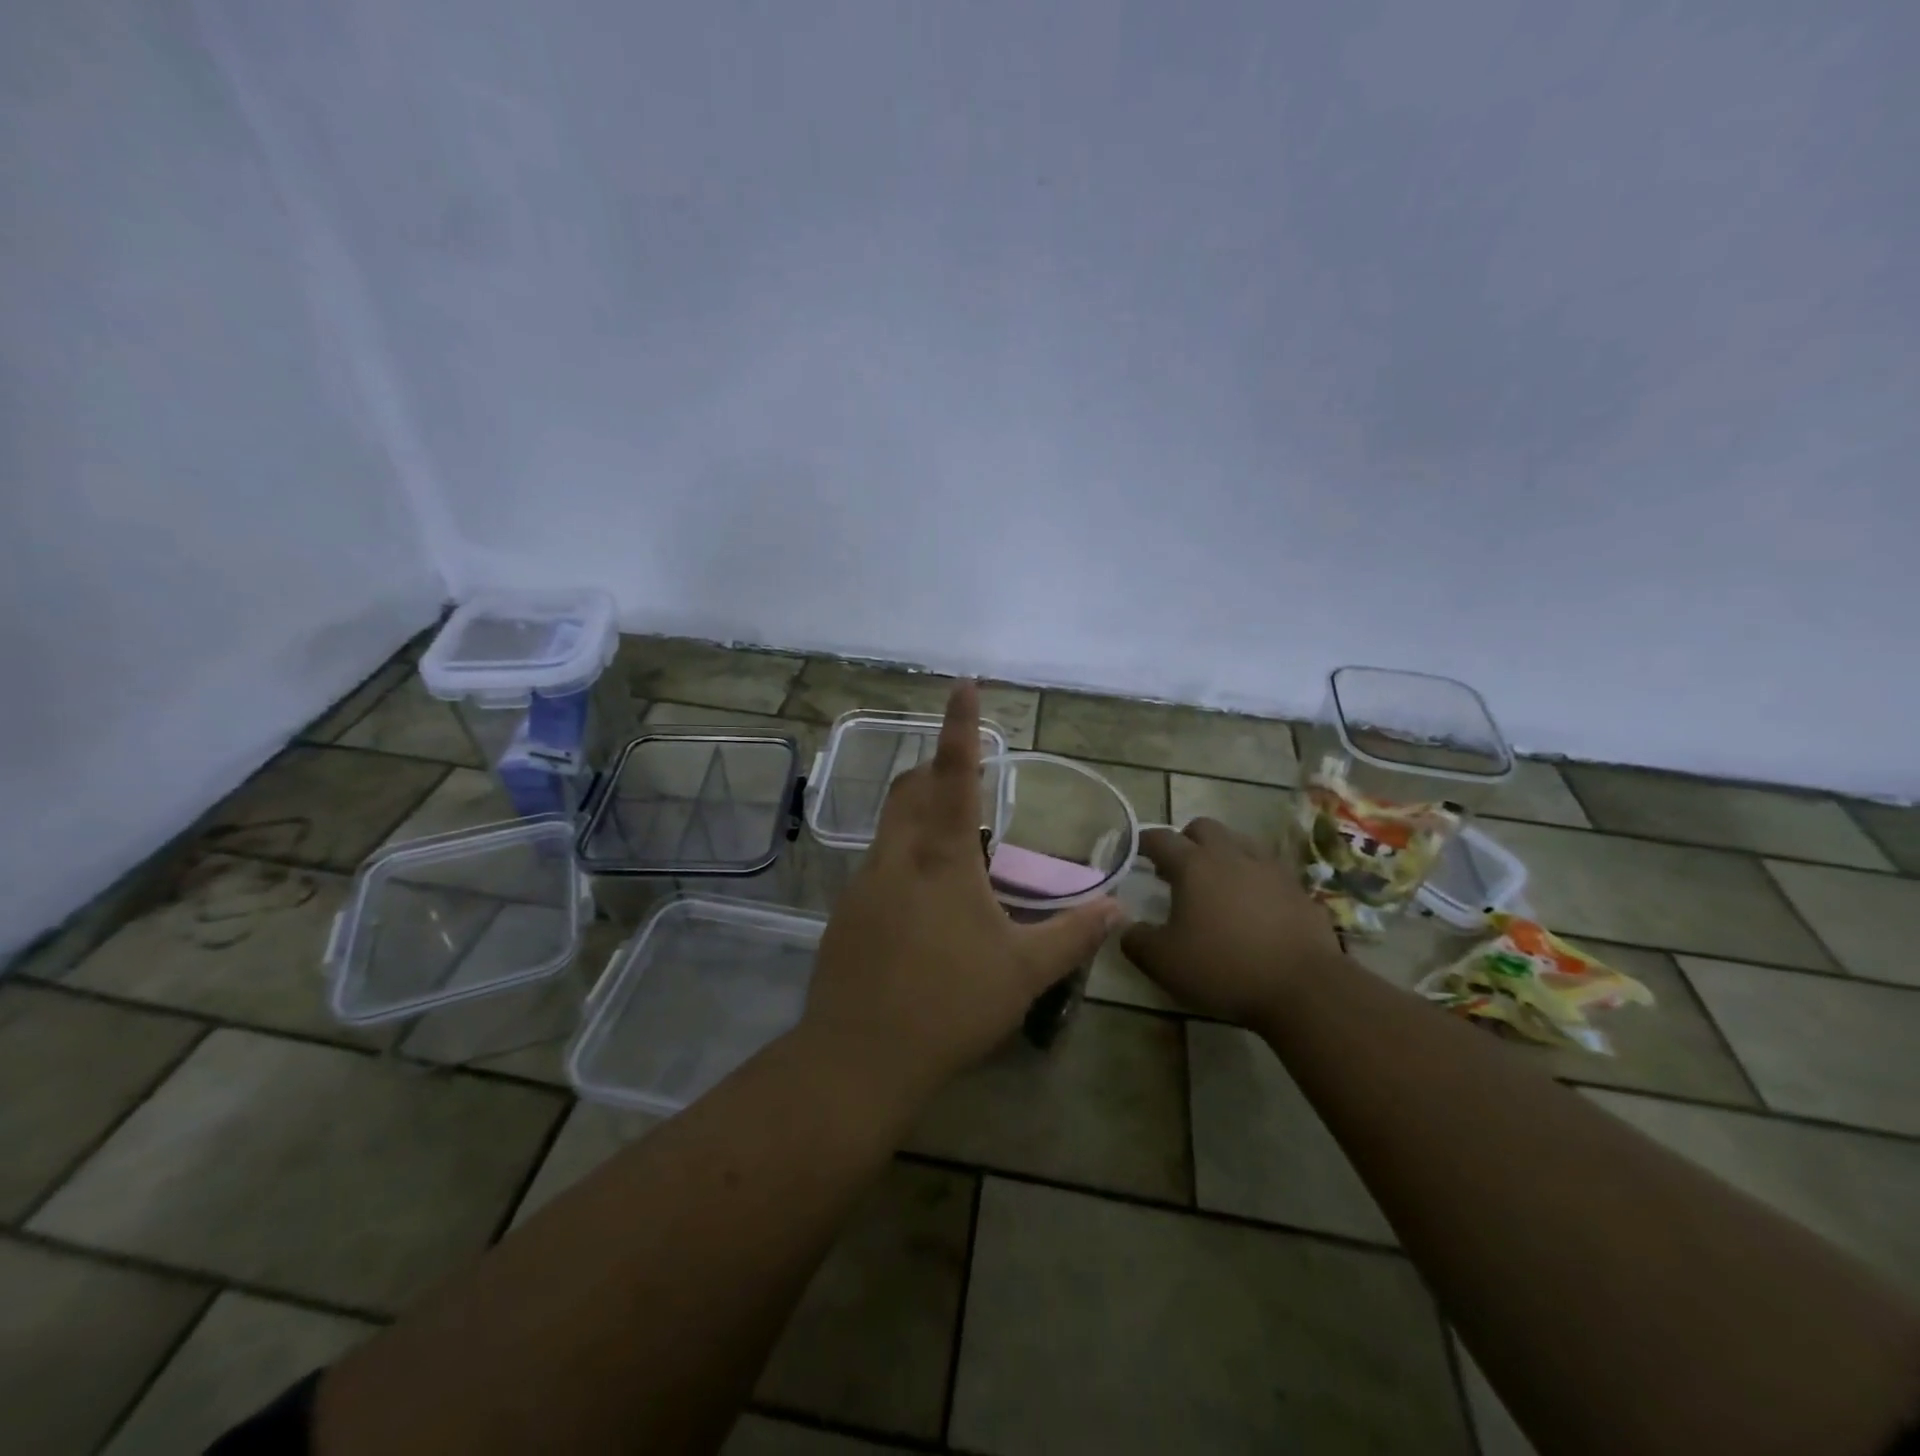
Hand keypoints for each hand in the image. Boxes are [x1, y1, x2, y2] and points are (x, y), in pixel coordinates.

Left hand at [800, 681, 1122, 1106]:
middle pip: (909, 788)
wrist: (858, 1057)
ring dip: (918, 814)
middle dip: (935, 769)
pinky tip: (922, 903)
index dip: (961, 727)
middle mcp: (896, 856)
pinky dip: (903, 857)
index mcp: (942, 859)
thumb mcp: (1023, 972)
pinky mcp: (844, 912)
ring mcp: (862, 883)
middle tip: (964, 778)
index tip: (963, 684)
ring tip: (953, 844)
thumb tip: (1118, 907)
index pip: (955, 775)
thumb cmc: (950, 1006)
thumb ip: (1073, 935)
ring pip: (889, 825)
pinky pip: (877, 864)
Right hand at [1120, 818, 1344, 1028]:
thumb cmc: (1224, 968)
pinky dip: (1253, 878)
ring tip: (1216, 884)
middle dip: (1185, 840)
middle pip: (1203, 828)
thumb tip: (1126, 928)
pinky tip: (1252, 906)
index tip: (1133, 853)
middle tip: (1176, 869)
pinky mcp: (1298, 889)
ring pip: (1239, 842)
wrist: (1304, 987)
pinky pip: (1268, 870)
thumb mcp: (1163, 962)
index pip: (1160, 838)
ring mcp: (1269, 868)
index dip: (1143, 842)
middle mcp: (1230, 855)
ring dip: (1222, 854)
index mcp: (1193, 865)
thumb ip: (1136, 940)